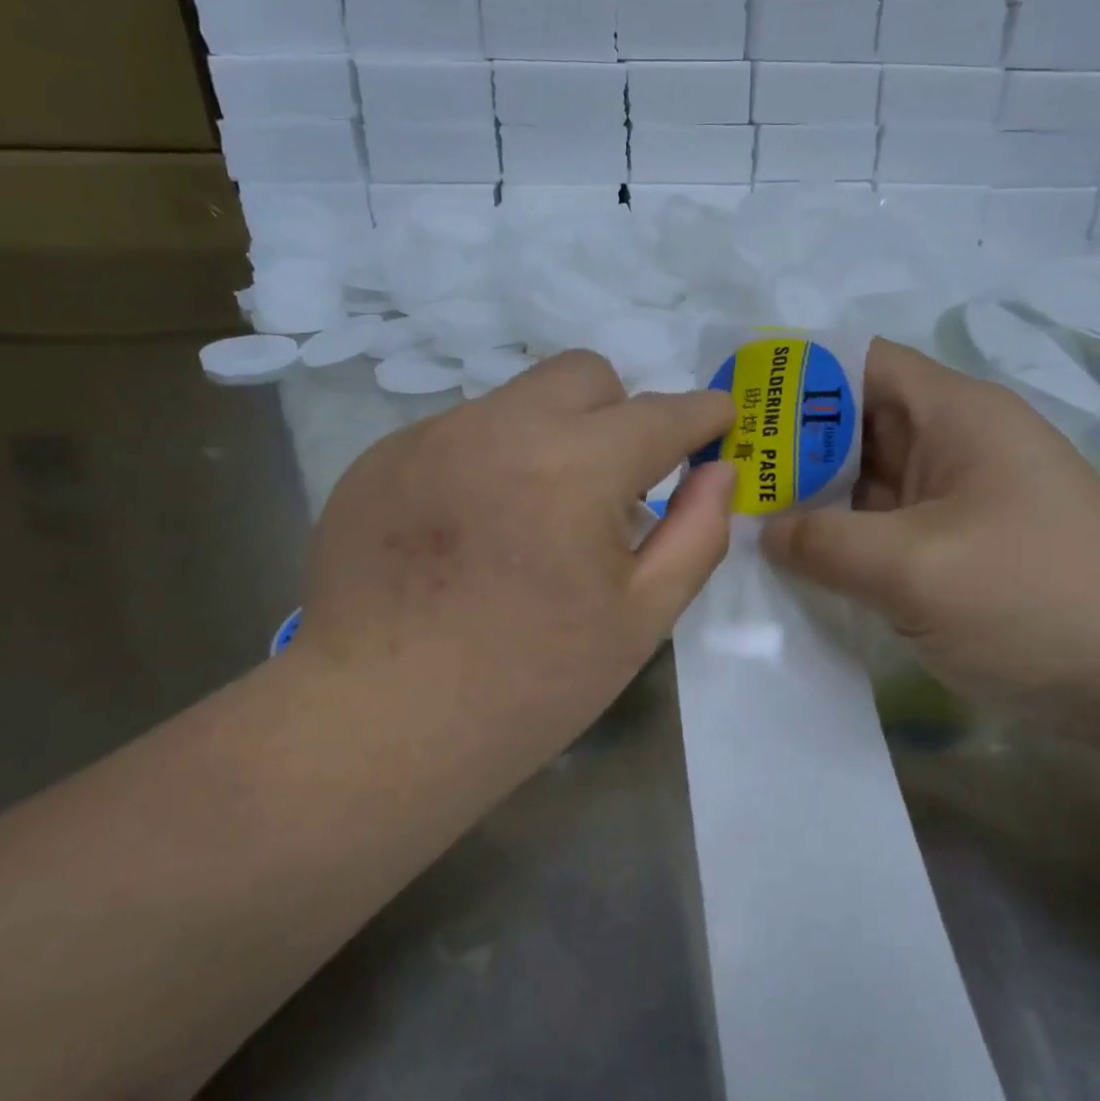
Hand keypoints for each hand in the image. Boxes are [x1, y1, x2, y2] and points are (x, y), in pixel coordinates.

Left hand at [289, 351, 733, 779]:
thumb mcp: (640, 620)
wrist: (380, 724)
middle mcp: (499, 428)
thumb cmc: (529, 684)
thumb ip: (696, 534)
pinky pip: (459, 433)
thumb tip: (719, 472)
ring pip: (517, 402)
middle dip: (620, 414)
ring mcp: (430, 437)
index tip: (717, 421)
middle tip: (614, 485)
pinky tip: (470, 534)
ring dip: (550, 439)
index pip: (661, 414)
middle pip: (584, 376)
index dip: (701, 413)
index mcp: (574, 468)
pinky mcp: (380, 459)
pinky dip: (488, 462)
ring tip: (532, 520)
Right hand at [762, 340, 1099, 710]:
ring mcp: (960, 501)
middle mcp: (956, 445)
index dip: (794, 379)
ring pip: (868, 483)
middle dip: (789, 449)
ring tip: (739, 521)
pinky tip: (797, 565)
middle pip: (856, 425)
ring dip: (813, 501)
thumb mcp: (912, 568)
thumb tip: (764, 532)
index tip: (733, 410)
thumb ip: (823, 542)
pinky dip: (844, 542)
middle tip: (718, 477)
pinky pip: (886, 530)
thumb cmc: (1032, 599)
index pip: (860, 365)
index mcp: (955, 415)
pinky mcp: (961, 550)